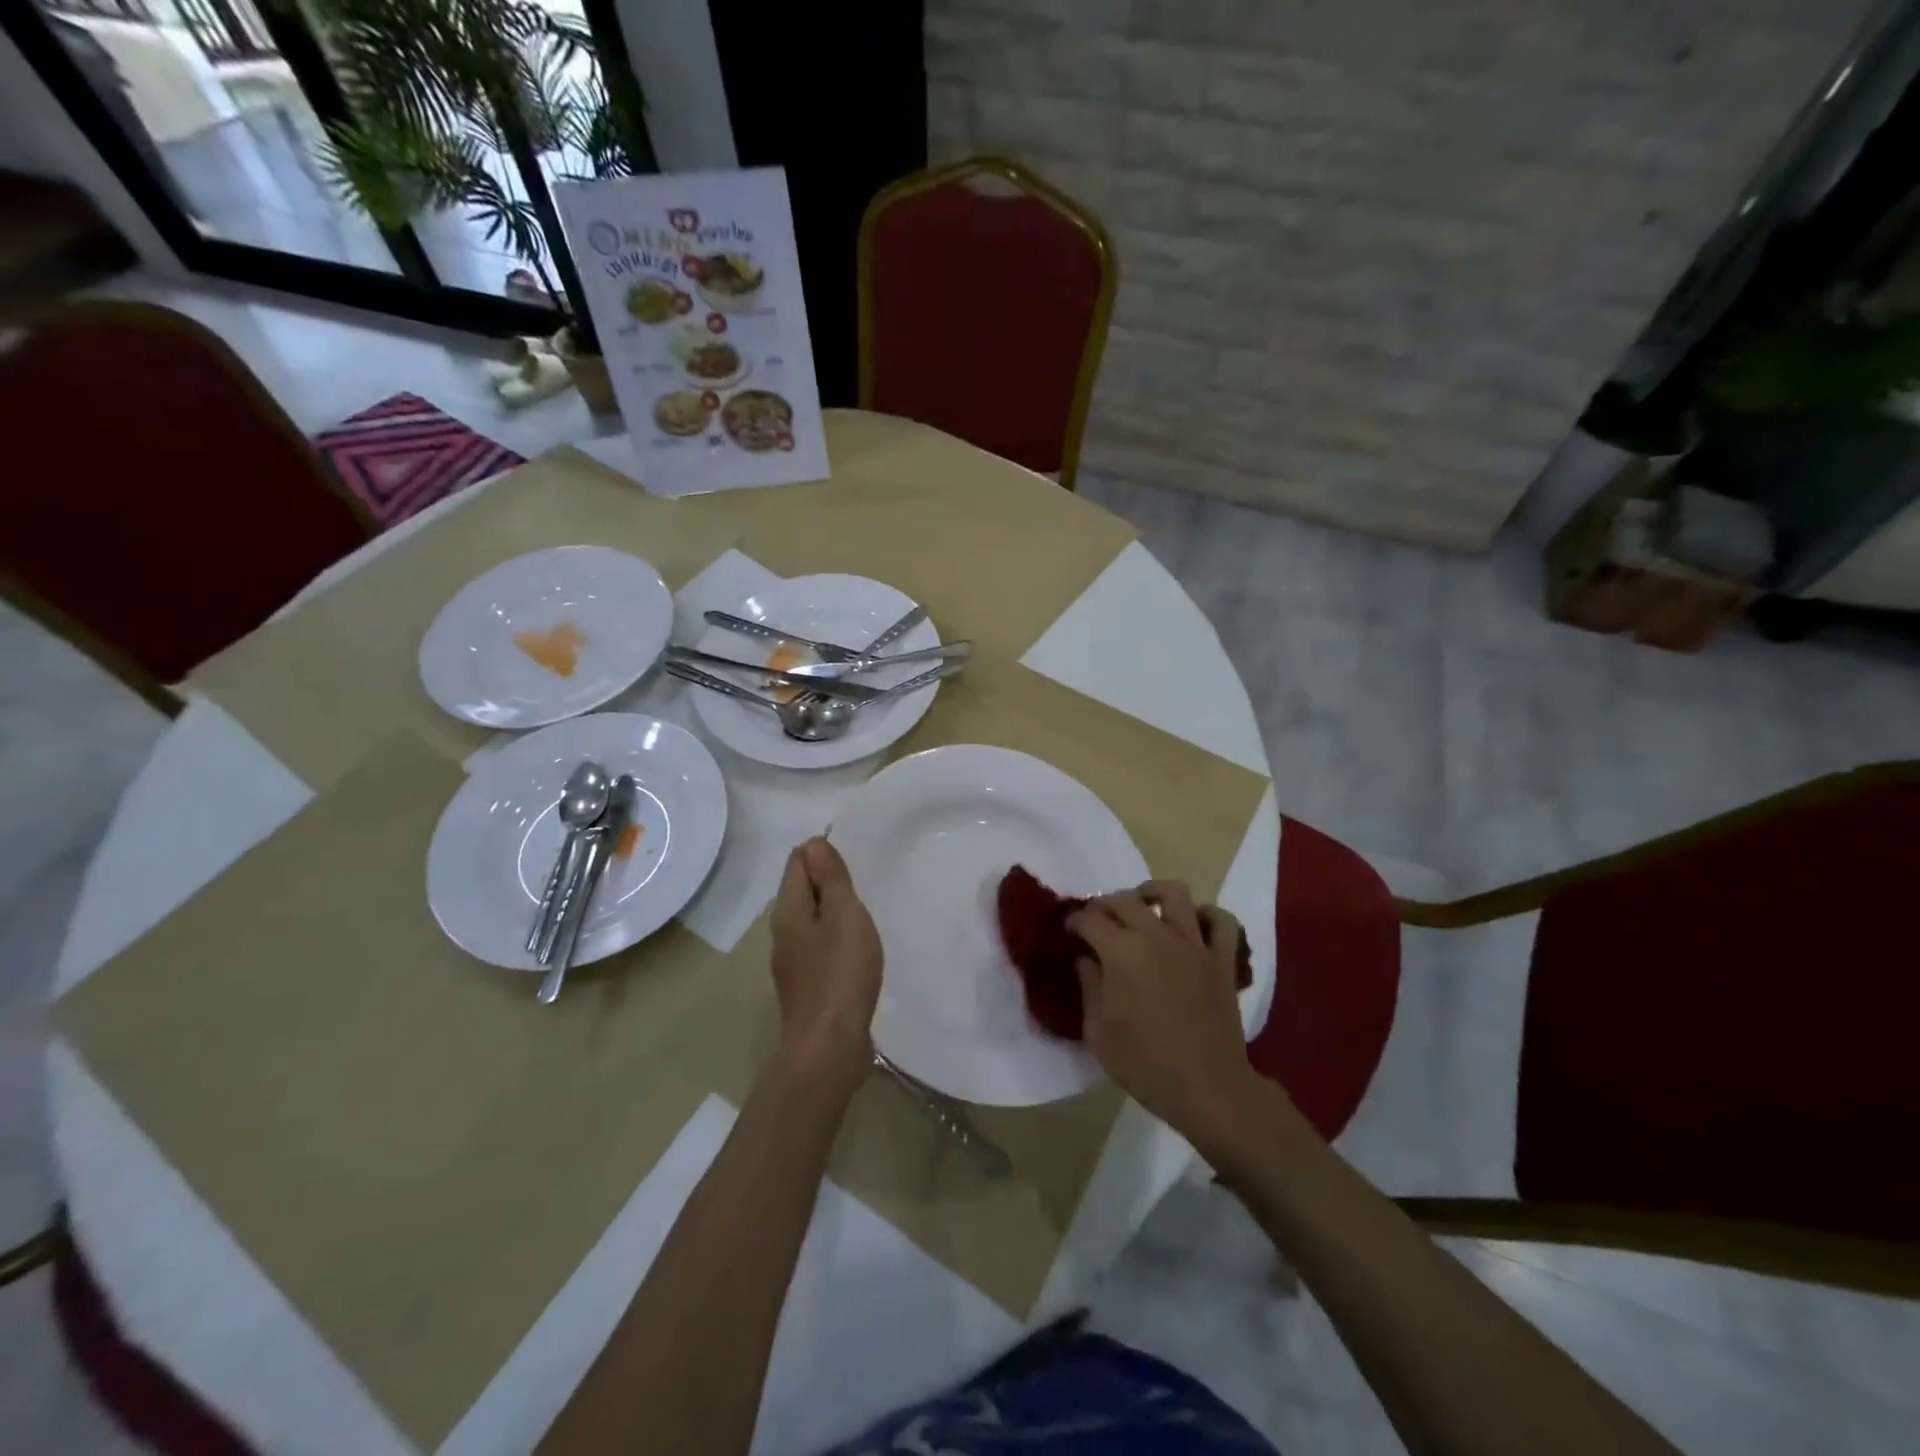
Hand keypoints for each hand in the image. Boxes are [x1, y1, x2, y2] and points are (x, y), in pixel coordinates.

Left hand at [769, 837, 882, 1101]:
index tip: (855, 860)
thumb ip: (830, 879)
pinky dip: (837, 937)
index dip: (823, 853)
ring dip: (835, 911)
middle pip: (802, 890)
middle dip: (829, 880)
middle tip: (864, 883)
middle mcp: (783, 931)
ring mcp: (793, 961)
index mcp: (788, 910)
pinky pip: (820, 946)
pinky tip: (858, 948)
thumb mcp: (843, 915)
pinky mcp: (807, 984)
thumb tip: (815, 842)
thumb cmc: (840, 974)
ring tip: (865, 912)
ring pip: (812, 919)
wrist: (828, 1048)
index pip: (797, 861)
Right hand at [1066, 881, 1257, 1140]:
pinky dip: (1207, 914)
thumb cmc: (1145, 1065)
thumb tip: (1085, 959)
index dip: (1074, 921)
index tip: (1068, 930)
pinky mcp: (1222, 959)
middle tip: (1096, 921)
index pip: (1090, 920)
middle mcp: (1157, 937)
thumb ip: (1089, 987)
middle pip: (1125, 901)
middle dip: (1104, 906)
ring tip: (1142, 906)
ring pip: (1174, 894)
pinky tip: (1191, 923)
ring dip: (1152, 893)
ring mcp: (1194, 944)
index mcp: (1122, 953)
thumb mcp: (1098, 1033)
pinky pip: (1221, 921)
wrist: (1208, 1090)